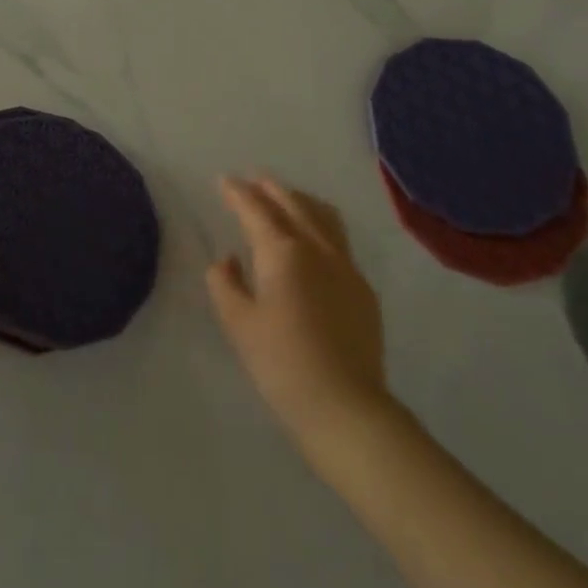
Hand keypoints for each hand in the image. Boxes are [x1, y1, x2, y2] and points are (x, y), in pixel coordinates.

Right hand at [208, 176, 396, 468]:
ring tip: (286, 198)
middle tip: (253, 180)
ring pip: (324, 217)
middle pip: (293, 204)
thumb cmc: (281, 363)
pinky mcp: (363, 289)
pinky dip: (320, 224)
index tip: (225, 180)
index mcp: (283, 252)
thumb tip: (228, 261)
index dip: (238, 193)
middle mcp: (318, 249)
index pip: (256, 210)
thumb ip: (225, 283)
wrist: (345, 406)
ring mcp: (346, 267)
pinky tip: (313, 240)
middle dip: (271, 188)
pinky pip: (339, 240)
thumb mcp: (238, 323)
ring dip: (300, 200)